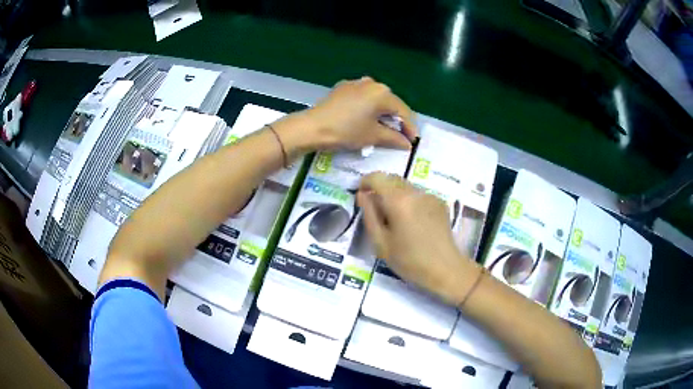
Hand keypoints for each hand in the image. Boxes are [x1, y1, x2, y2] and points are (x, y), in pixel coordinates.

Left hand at [304, 77, 417, 149]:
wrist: (312, 127)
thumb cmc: (346, 131)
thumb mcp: (372, 136)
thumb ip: (394, 138)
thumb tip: (407, 143)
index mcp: (382, 93)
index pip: (403, 111)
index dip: (410, 128)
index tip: (412, 141)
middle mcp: (372, 83)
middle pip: (391, 103)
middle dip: (397, 120)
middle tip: (400, 136)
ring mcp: (356, 83)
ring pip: (377, 99)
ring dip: (383, 113)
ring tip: (384, 128)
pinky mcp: (343, 87)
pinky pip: (363, 97)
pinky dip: (369, 108)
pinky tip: (366, 119)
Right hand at [358, 172, 479, 304]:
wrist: (446, 269)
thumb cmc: (410, 261)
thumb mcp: (381, 243)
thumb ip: (369, 215)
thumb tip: (362, 195)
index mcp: (399, 201)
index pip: (377, 177)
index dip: (365, 182)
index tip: (361, 195)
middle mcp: (415, 192)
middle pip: (392, 179)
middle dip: (380, 188)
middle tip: (375, 210)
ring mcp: (430, 196)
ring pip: (405, 186)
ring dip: (394, 194)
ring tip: (394, 219)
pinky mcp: (440, 202)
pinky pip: (418, 194)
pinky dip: (409, 200)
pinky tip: (412, 222)